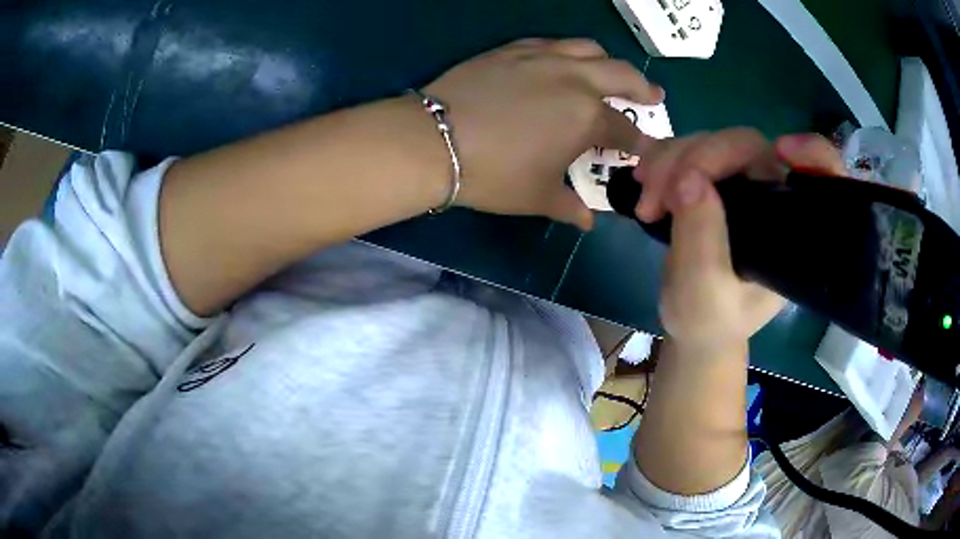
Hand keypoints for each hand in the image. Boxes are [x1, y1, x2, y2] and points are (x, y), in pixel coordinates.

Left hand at [423, 38, 662, 229]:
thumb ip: (568, 206)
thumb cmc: (493, 174)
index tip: (646, 147)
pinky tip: (562, 62)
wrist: (433, 141)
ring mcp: (542, 57)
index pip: (625, 128)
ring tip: (609, 72)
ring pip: (588, 48)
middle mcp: (573, 79)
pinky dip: (567, 51)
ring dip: (608, 61)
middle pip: (622, 74)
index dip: (640, 140)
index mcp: (586, 117)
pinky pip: (551, 42)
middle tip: (652, 95)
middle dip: (642, 86)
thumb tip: (587, 221)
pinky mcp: (513, 48)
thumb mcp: (536, 197)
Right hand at [631, 130, 845, 349]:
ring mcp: (743, 185)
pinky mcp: (715, 179)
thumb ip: (702, 239)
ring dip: (670, 160)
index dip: (813, 153)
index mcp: (789, 230)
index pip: (820, 176)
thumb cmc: (709, 321)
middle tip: (656, 197)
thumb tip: (689, 178)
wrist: (692, 325)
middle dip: (697, 159)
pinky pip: (690, 149)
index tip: (784, 151)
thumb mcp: (703, 293)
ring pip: (711, 142)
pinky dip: (663, 158)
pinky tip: (643, 180)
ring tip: (645, 203)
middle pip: (745, 146)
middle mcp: (773, 198)